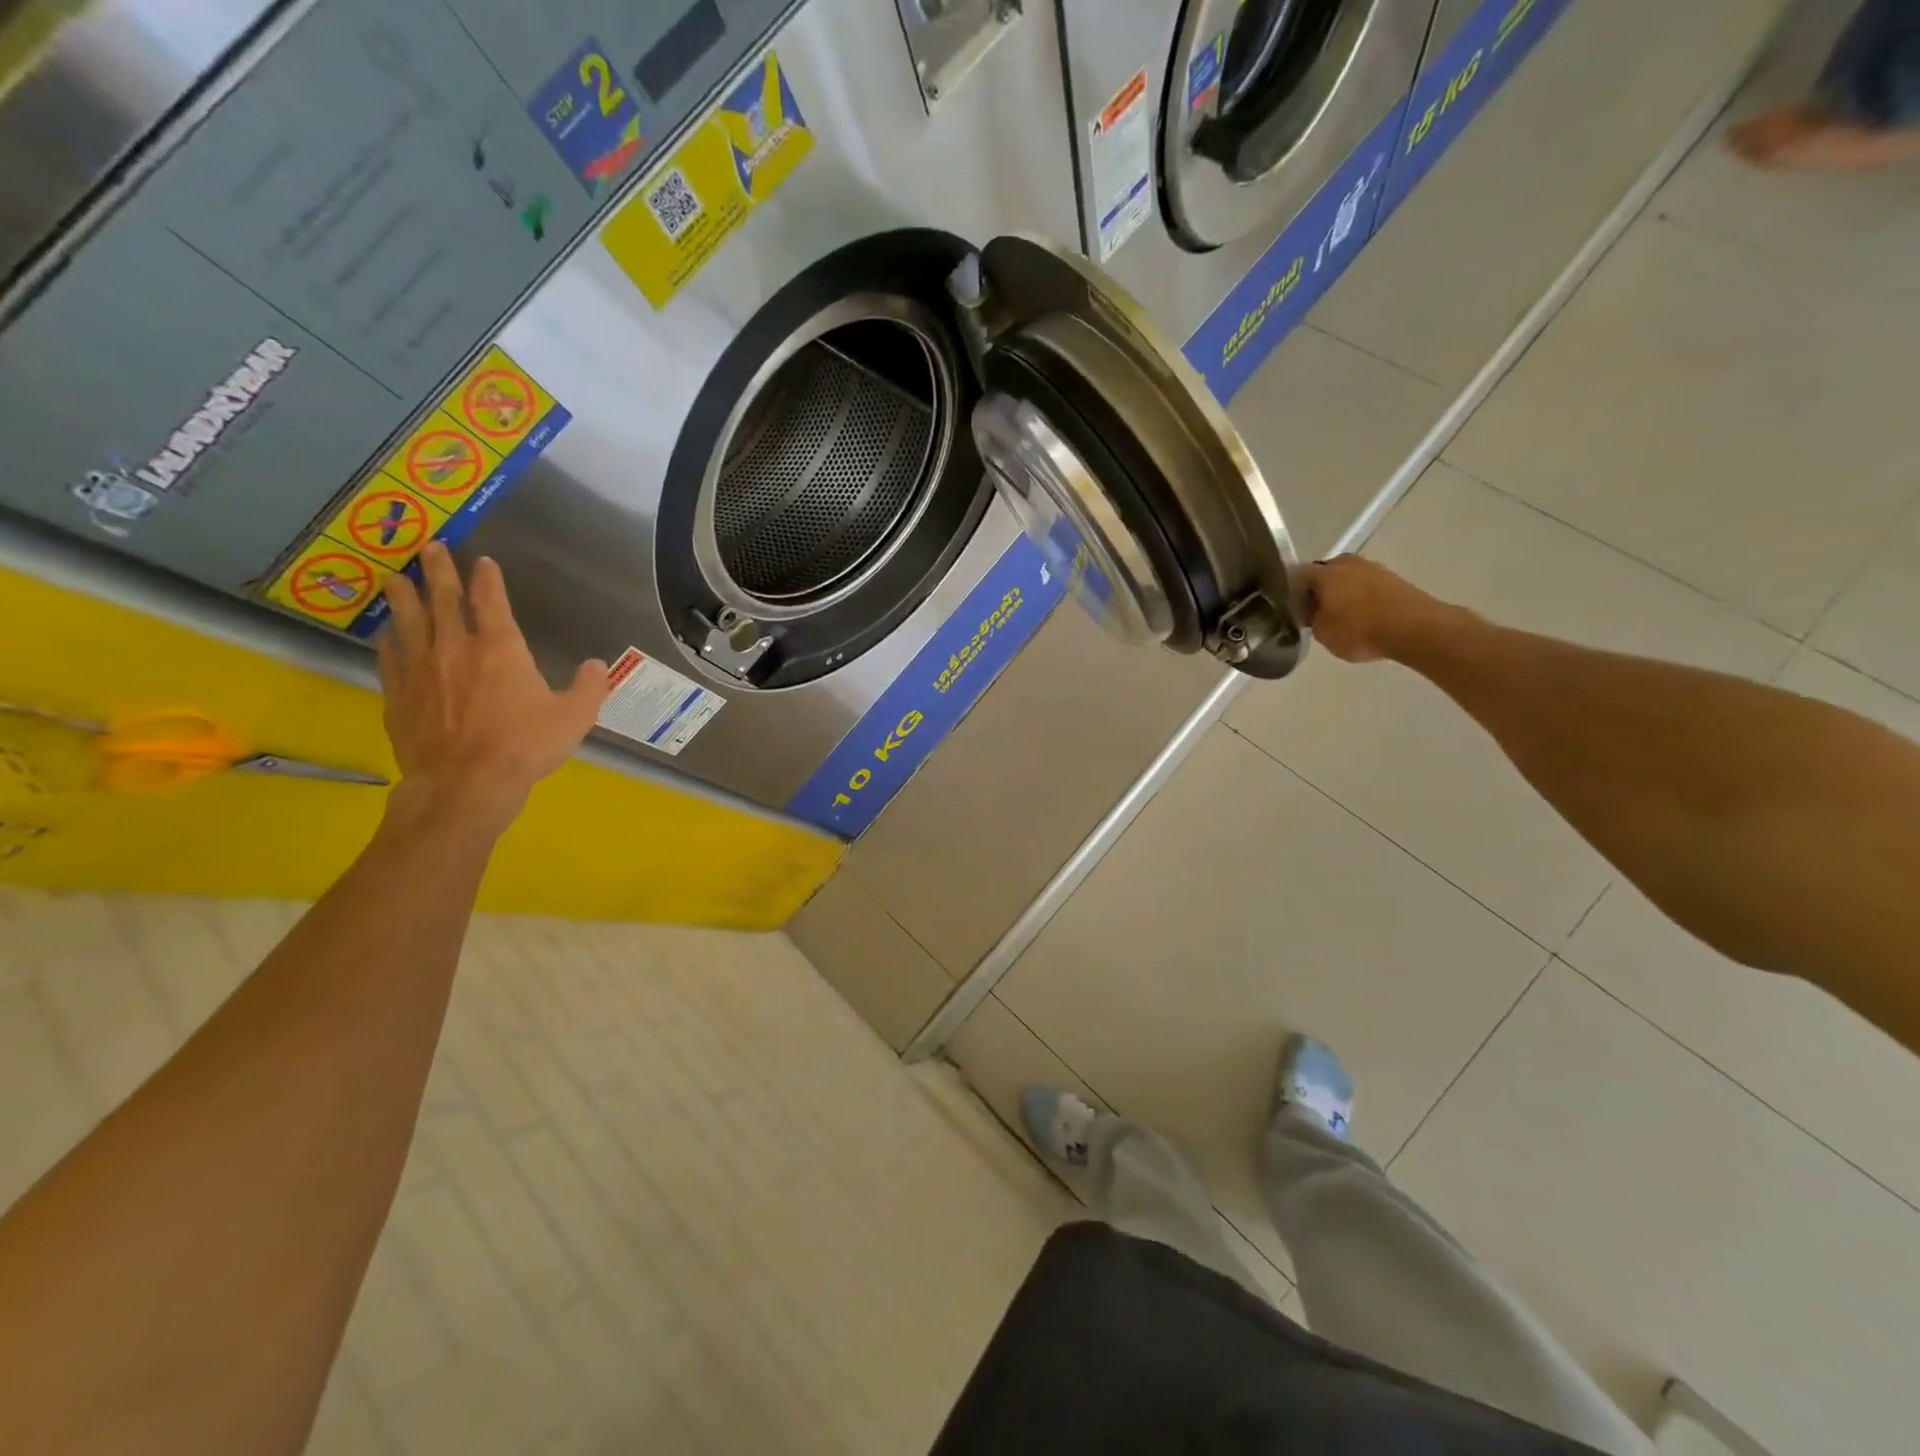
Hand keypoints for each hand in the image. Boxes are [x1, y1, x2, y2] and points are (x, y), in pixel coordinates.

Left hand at [376, 543, 608, 837]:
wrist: (465, 783)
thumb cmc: (525, 746)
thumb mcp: (575, 717)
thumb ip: (588, 687)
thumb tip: (595, 665)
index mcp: (501, 649)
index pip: (491, 601)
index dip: (488, 579)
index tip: (483, 561)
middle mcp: (456, 649)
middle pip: (444, 600)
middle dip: (439, 571)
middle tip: (430, 547)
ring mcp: (422, 670)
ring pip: (408, 622)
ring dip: (404, 596)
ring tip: (396, 577)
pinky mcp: (399, 694)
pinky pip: (390, 657)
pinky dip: (389, 640)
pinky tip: (387, 634)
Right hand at [1303, 555, 1463, 663]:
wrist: (1415, 628)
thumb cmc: (1360, 630)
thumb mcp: (1322, 633)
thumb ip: (1311, 619)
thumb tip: (1310, 612)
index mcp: (1324, 573)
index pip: (1295, 575)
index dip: (1288, 590)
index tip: (1287, 607)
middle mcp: (1346, 563)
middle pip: (1323, 573)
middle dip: (1316, 589)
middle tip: (1312, 611)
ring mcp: (1373, 568)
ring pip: (1346, 577)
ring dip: (1340, 592)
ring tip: (1338, 614)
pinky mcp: (1392, 579)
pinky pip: (1365, 585)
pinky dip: (1359, 597)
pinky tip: (1359, 615)